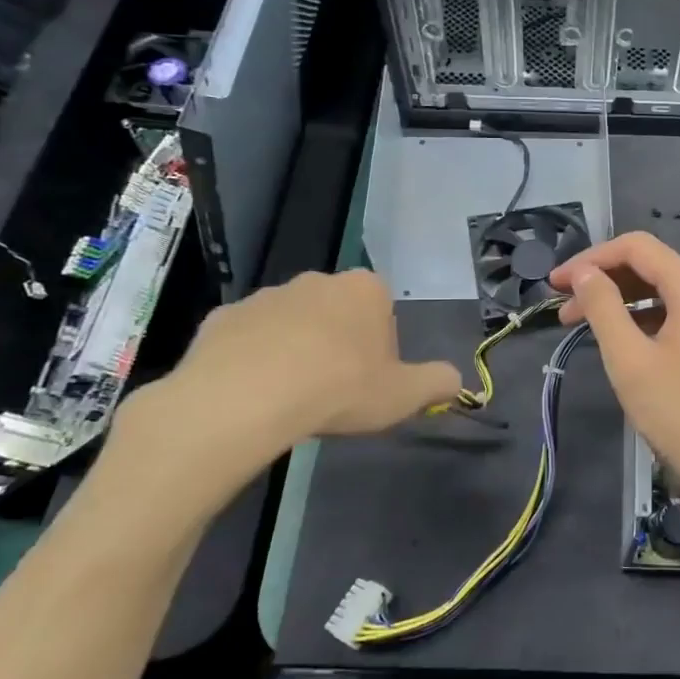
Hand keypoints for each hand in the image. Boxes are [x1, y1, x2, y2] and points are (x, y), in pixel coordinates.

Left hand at [112, 269, 459, 510]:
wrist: (246, 397)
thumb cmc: (340, 388)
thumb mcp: (404, 395)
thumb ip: (437, 383)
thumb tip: (456, 379)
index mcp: (365, 290)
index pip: (383, 309)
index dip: (381, 346)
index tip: (372, 379)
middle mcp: (318, 280)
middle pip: (337, 312)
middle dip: (338, 343)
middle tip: (335, 390)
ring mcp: (266, 295)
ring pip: (291, 323)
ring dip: (295, 349)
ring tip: (292, 397)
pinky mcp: (223, 316)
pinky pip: (248, 338)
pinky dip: (253, 359)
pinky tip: (254, 394)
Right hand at [550, 233, 679, 543]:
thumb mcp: (630, 361)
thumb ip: (603, 308)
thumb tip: (583, 273)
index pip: (636, 248)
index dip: (591, 259)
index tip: (556, 284)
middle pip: (652, 267)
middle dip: (604, 281)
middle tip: (563, 309)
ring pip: (665, 292)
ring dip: (623, 302)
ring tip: (583, 326)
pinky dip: (647, 320)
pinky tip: (623, 341)